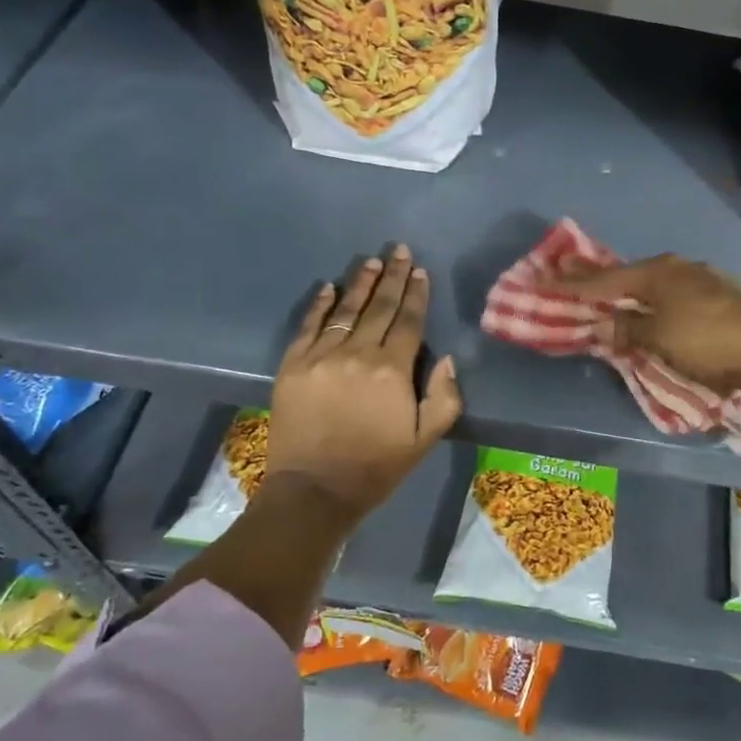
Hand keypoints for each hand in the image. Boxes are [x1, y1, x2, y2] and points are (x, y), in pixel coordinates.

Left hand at [266, 245, 461, 517]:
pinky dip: (319, 305)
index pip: (408, 321)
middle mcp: (357, 354)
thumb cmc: (376, 467)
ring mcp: (321, 357)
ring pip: (345, 310)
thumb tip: (447, 359)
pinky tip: (328, 287)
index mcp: (392, 370)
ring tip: (371, 261)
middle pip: (379, 307)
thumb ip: (444, 397)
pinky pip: (308, 326)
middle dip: (393, 277)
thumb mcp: (425, 439)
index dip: (416, 294)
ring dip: (360, 284)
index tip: (420, 271)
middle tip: (399, 250)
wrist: (314, 490)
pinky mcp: (293, 365)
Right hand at [553, 254, 740, 398]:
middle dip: (599, 279)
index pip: (604, 279)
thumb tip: (606, 323)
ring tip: (607, 294)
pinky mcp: (720, 297)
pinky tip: (652, 307)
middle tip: (569, 276)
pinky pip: (671, 295)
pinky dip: (652, 301)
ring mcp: (702, 280)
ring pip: (652, 284)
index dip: (572, 283)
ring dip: (628, 291)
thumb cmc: (709, 341)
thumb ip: (627, 328)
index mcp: (658, 273)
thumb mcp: (659, 338)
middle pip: (628, 275)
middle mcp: (678, 268)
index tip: (544, 279)